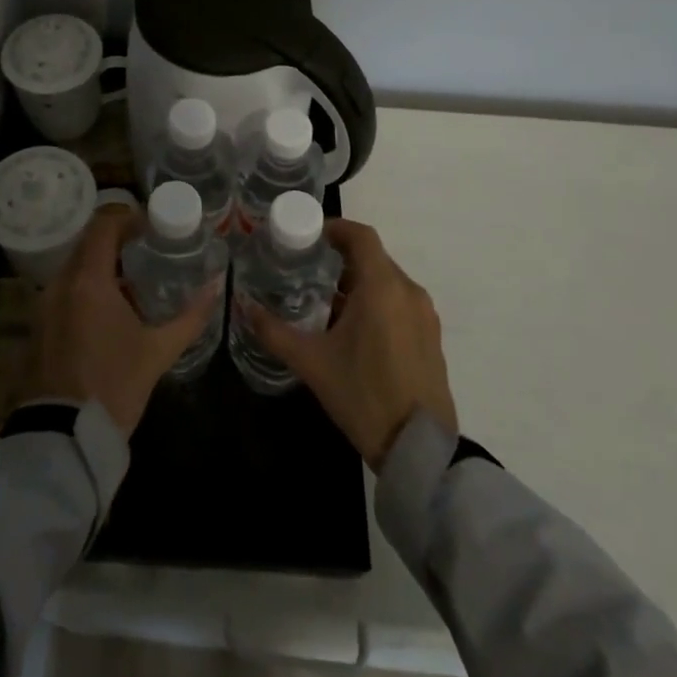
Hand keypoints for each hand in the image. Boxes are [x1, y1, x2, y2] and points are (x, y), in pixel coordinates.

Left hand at [24, 206, 223, 436]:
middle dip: (116, 241)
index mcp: (89, 281)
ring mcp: (44, 304)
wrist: (65, 436)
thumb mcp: (159, 351)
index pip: (103, 226)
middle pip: (87, 243)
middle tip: (147, 249)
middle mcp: (60, 283)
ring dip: (100, 265)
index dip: (127, 218)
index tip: (151, 226)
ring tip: (132, 279)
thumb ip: (191, 316)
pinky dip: (86, 287)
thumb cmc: (115, 386)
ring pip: (74, 266)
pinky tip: (109, 309)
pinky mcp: (39, 325)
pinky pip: (64, 289)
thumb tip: (217, 288)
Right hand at [237, 218, 455, 470]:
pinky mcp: (431, 336)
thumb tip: (244, 306)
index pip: (361, 236)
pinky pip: (400, 303)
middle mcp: (408, 291)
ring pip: (387, 281)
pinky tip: (354, 330)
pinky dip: (377, 302)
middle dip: (341, 258)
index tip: (309, 235)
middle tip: (308, 269)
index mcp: (382, 287)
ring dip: (359, 282)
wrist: (419, 448)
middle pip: (373, 258)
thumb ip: (274, 331)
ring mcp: (424, 315)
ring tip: (326, 301)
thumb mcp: (311, 363)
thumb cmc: (363, 395)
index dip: (335, 228)